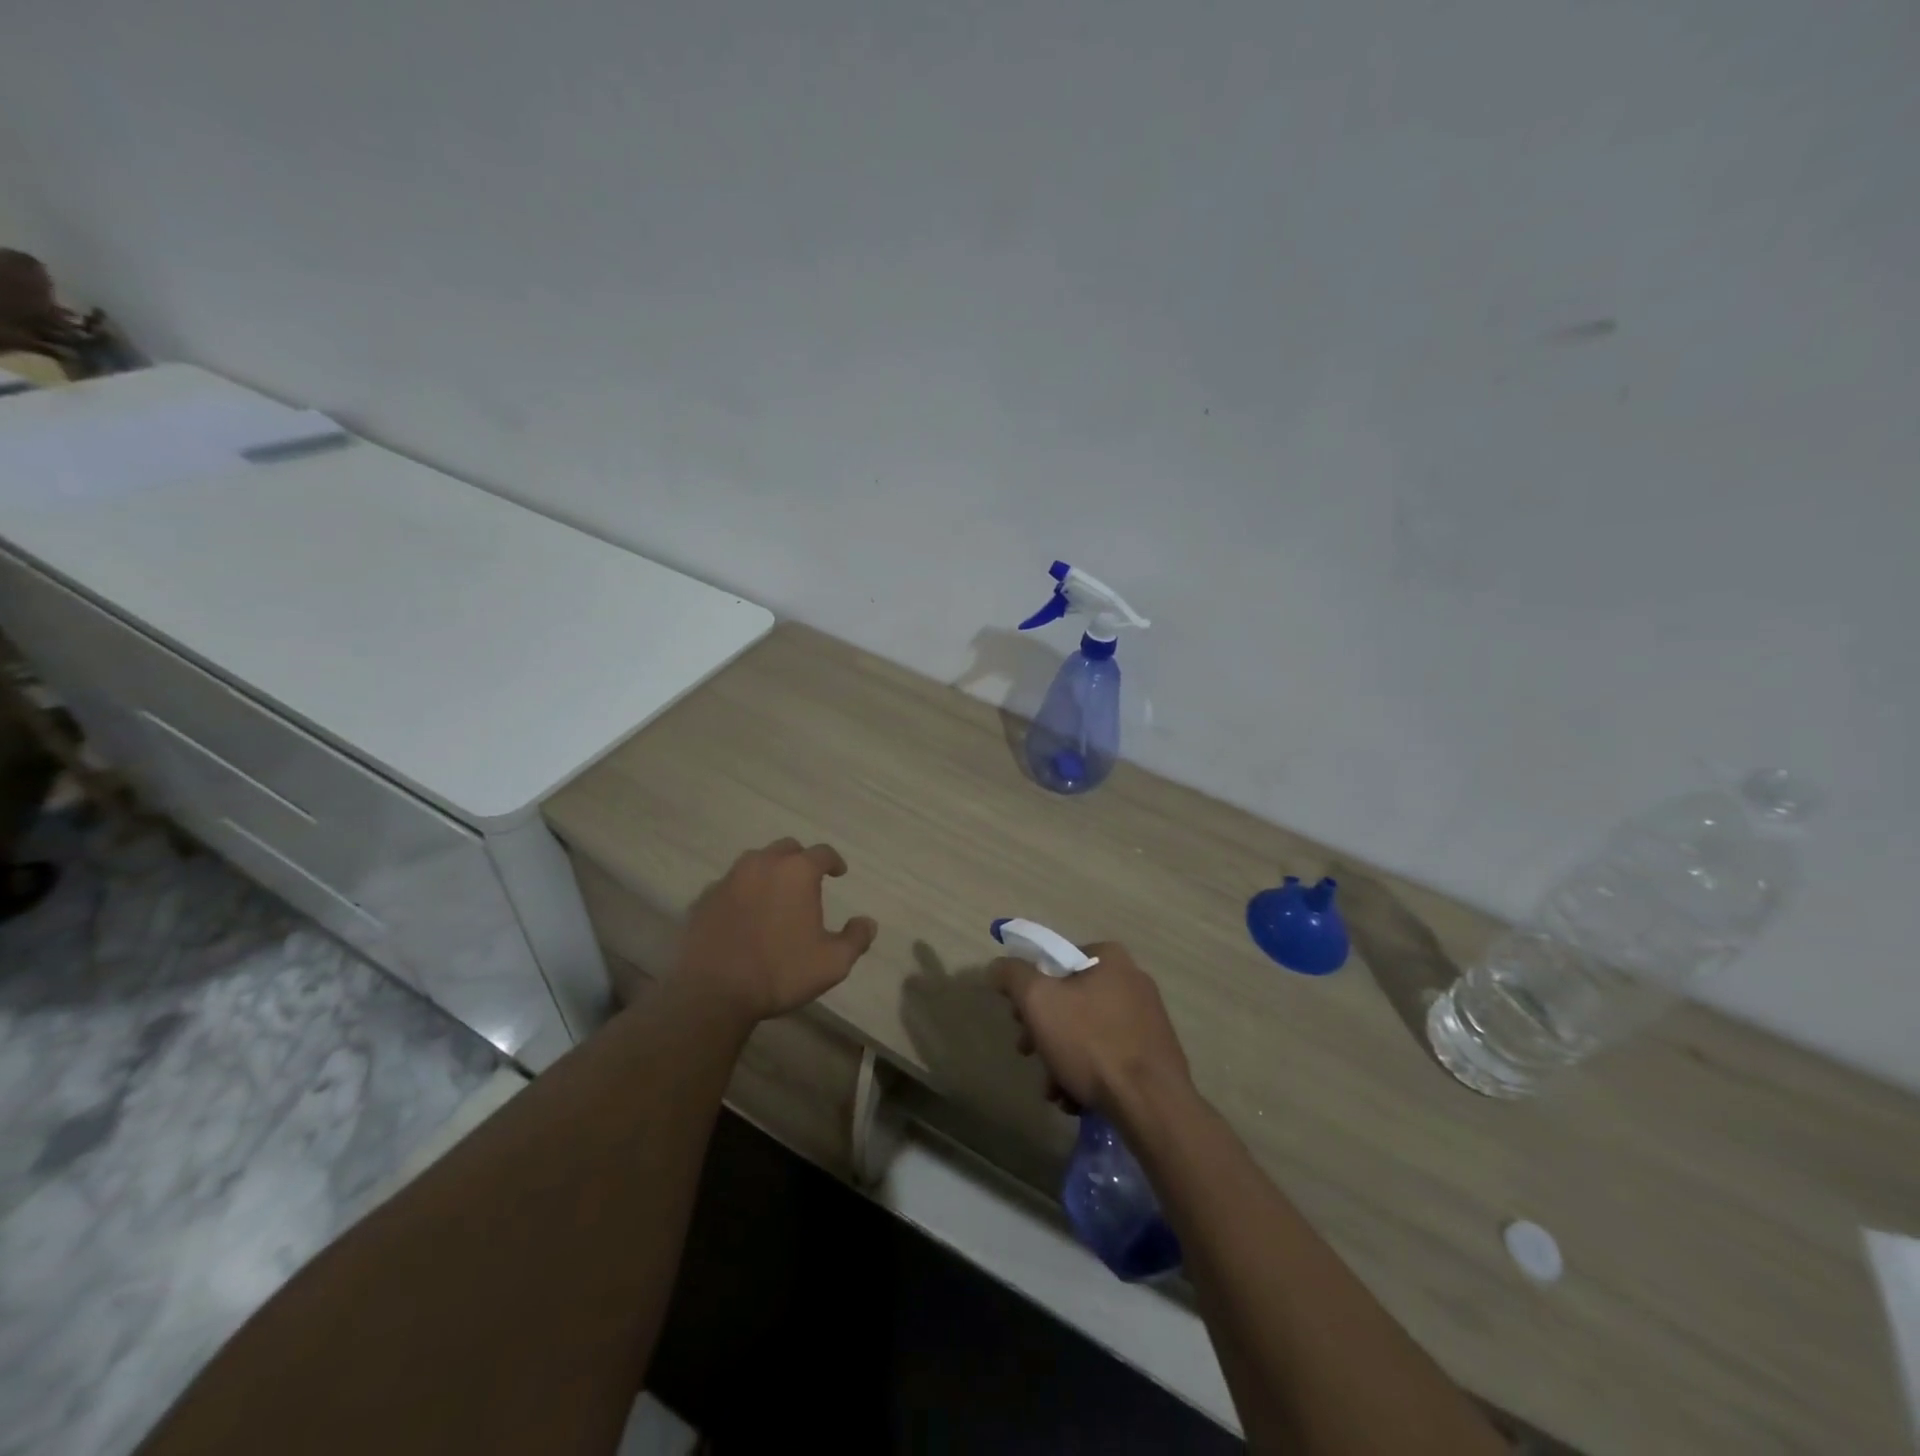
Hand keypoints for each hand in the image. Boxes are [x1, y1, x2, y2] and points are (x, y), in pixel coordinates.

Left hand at [673, 839, 877, 1024]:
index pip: (822, 853)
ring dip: (769, 872)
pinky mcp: (704, 898)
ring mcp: (729, 879)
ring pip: (755, 862)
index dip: (834, 861)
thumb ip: (855, 938)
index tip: (839, 873)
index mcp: (797, 872)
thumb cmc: (780, 972)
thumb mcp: (832, 963)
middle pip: (786, 849)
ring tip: (774, 895)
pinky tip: (744, 914)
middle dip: (800, 860)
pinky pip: (729, 885)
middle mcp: (762, 864)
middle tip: (806, 881)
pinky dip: (741, 892)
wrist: (713, 992)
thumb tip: (867, 922)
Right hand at [989, 941, 1190, 1114]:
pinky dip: (1087, 1075)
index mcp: (1109, 958)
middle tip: (1028, 1053)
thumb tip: (996, 967)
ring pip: (1086, 1033)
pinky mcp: (1154, 1054)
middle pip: (1070, 1000)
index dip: (1029, 988)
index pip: (1056, 961)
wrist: (1151, 1104)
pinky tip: (1075, 1100)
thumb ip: (1012, 976)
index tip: (1018, 1018)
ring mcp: (1147, 1018)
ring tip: (1053, 1090)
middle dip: (1043, 1031)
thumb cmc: (1091, 1042)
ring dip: (1061, 1059)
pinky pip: (1109, 1056)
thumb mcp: (1038, 1001)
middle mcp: (1132, 980)